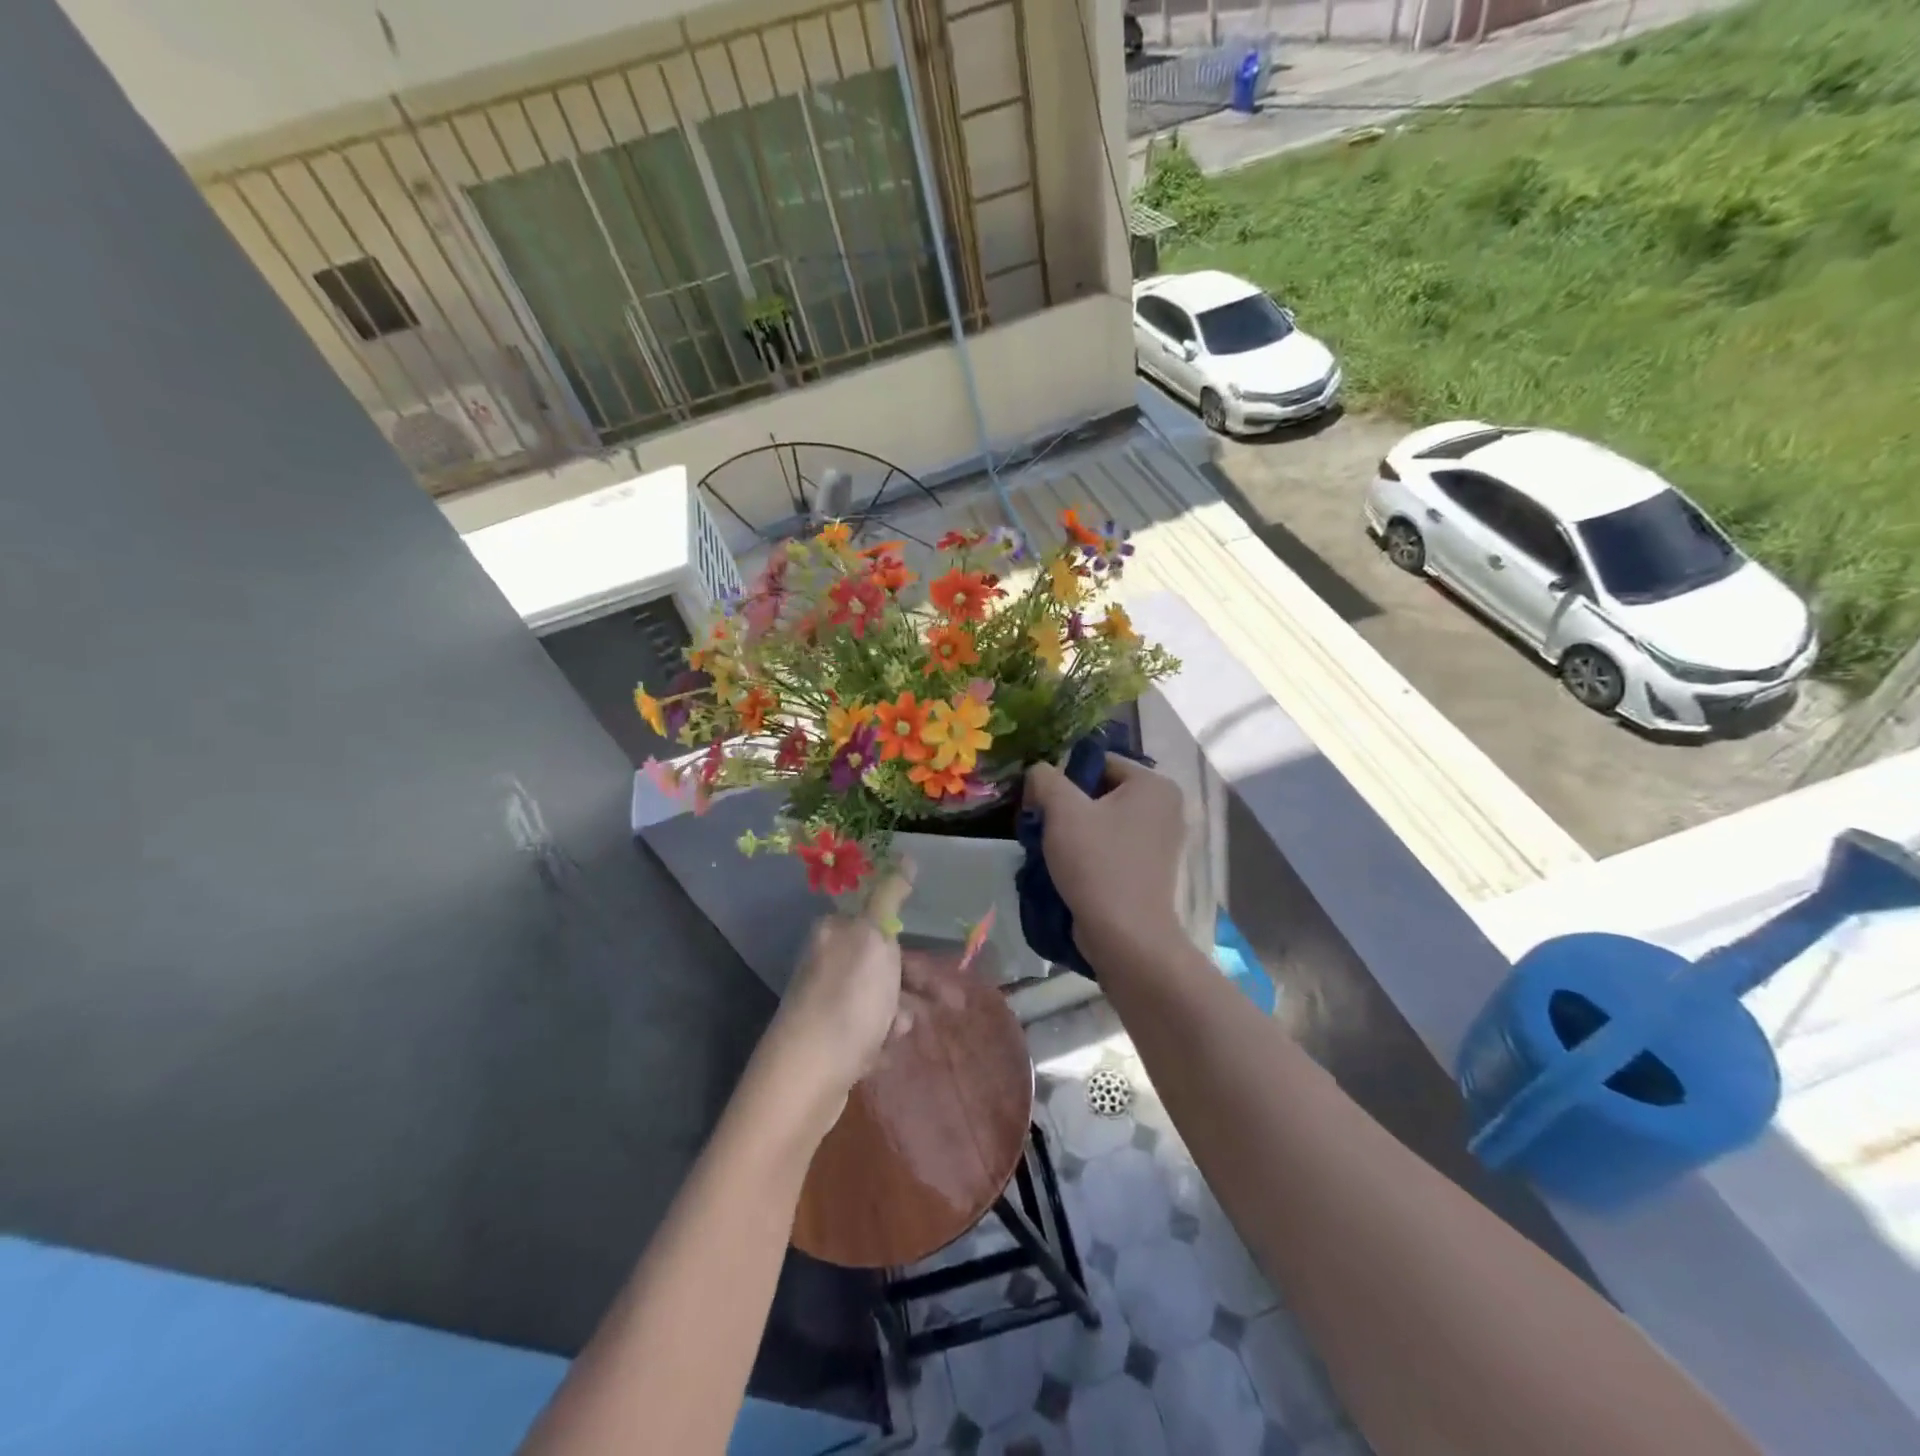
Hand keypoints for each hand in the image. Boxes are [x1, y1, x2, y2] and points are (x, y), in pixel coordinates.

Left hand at [756, 865, 961, 1133]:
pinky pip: (868, 1034)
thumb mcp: (875, 938)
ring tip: (901, 1035)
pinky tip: (883, 1054)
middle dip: (918, 986)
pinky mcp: (829, 1043)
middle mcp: (828, 963)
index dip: (916, 948)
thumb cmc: (849, 1000)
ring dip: (899, 1015)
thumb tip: (906, 855)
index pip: (883, 928)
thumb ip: (891, 897)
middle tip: (954, 1007)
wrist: (807, 1077)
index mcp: (836, 933)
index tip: (948, 966)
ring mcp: (827, 1005)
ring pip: (880, 1001)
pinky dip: (881, 1041)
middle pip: (886, 966)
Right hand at [1024, 756, 1187, 968]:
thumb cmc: (1097, 864)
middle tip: (1041, 827)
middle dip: (1067, 806)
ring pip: (1104, 821)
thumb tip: (1038, 774)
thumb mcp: (1062, 810)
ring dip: (1075, 831)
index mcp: (1154, 784)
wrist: (1126, 937)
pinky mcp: (1151, 870)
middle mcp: (1166, 807)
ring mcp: (1161, 841)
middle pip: (1100, 791)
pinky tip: (1069, 869)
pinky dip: (1090, 852)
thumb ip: (1045, 778)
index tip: (1040, 804)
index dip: (1063, 778)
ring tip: (1051, 850)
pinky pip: (1112, 846)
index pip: (1098, 762)